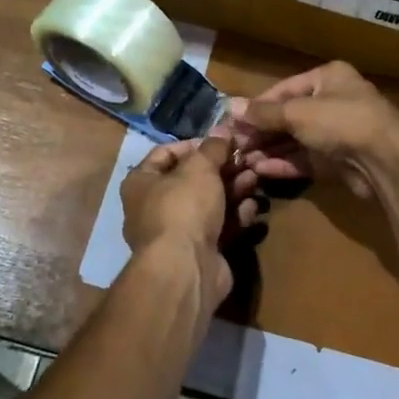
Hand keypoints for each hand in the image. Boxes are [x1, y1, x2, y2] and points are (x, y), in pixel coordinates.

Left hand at [120, 135, 259, 312]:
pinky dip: (235, 216)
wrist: (186, 268)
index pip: (166, 153)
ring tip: (256, 178)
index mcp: (141, 182)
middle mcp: (154, 206)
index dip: (195, 144)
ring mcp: (177, 232)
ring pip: (209, 203)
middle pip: (192, 179)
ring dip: (233, 189)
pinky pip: (219, 227)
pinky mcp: (199, 252)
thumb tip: (222, 130)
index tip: (222, 141)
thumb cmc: (183, 207)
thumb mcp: (200, 168)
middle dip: (222, 168)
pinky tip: (253, 207)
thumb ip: (213, 148)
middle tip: (247, 159)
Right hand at [233, 62, 398, 200]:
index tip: (233, 121)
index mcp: (328, 77)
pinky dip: (284, 163)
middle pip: (288, 115)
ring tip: (242, 160)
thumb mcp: (297, 113)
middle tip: (235, 144)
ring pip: (296, 139)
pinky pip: (305, 159)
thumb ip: (263, 113)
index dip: (257, 105)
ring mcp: (336, 132)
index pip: (284, 89)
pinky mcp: (338, 160)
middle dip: (261, 130)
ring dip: (270, 149)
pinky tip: (261, 170)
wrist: (386, 161)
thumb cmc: (341, 122)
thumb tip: (229, 106)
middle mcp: (333, 101)